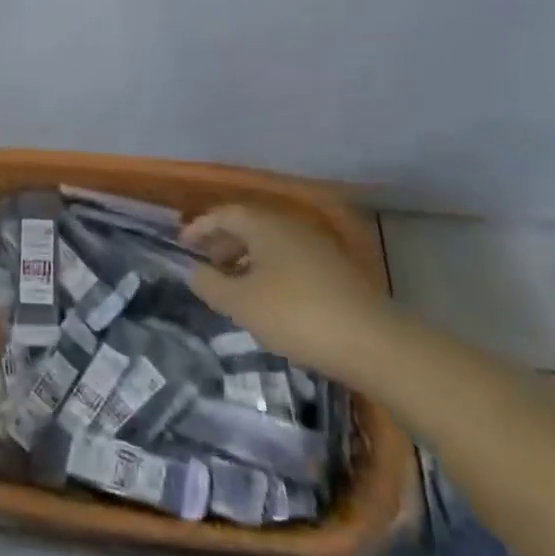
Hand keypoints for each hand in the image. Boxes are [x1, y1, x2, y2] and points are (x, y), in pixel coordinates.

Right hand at [180, 204, 394, 380]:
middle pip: (248, 224)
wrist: (372, 342)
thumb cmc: (295, 314)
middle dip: (223, 241)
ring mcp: (316, 245)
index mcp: (264, 225)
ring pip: (270, 242)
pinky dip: (268, 268)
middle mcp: (290, 225)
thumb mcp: (240, 303)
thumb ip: (209, 284)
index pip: (224, 213)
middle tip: (206, 264)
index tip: (183, 245)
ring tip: (233, 285)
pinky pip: (289, 257)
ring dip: (246, 257)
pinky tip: (267, 297)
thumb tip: (193, 269)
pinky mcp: (334, 269)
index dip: (200, 227)